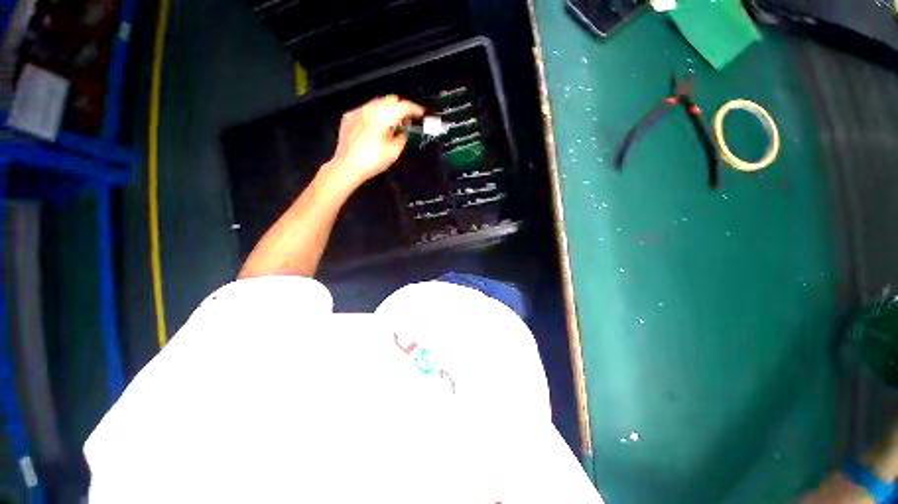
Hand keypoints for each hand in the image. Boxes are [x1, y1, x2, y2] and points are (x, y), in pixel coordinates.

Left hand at [325, 95, 423, 188]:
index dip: (415, 109)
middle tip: (405, 122)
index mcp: (383, 117)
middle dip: (400, 108)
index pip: (404, 106)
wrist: (347, 166)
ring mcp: (357, 112)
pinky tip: (374, 130)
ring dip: (387, 111)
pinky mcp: (349, 118)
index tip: (420, 114)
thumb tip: (403, 133)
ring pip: (377, 103)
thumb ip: (402, 138)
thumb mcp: (394, 152)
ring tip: (390, 127)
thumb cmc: (372, 161)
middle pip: (390, 100)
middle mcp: (369, 109)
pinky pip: (365, 111)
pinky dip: (374, 116)